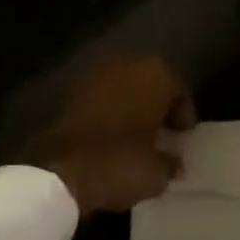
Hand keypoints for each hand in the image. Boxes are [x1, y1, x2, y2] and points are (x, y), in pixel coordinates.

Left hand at [22, 55, 195, 214]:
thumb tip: (172, 162)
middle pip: (150, 84)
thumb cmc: (118, 163)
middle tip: (161, 133)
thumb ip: (170, 163)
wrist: (56, 170)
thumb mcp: (156, 174)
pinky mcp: (67, 92)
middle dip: (156, 107)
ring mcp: (93, 75)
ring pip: (122, 89)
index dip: (183, 116)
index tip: (183, 137)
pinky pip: (99, 100)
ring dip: (130, 108)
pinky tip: (108, 137)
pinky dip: (106, 114)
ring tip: (134, 136)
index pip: (179, 92)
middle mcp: (126, 65)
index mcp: (155, 75)